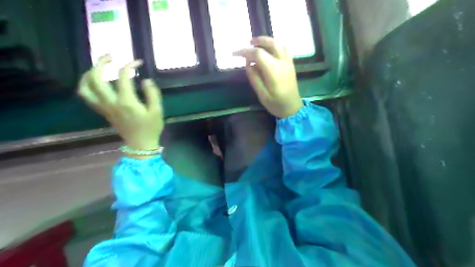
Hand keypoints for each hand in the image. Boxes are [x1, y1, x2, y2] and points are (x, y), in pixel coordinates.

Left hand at [78, 55, 164, 152]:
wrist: (140, 144)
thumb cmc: (151, 128)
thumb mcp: (157, 111)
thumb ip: (152, 94)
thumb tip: (146, 80)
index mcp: (126, 102)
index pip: (123, 77)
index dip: (129, 66)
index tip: (138, 62)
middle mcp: (111, 103)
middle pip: (96, 78)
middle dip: (100, 63)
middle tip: (110, 57)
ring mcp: (104, 107)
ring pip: (85, 87)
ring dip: (89, 73)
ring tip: (98, 67)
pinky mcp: (103, 111)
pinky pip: (87, 96)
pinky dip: (86, 85)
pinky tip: (94, 81)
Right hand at [233, 35, 303, 117]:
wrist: (293, 108)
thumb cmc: (276, 104)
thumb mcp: (262, 94)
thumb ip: (254, 78)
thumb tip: (248, 63)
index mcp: (274, 71)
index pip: (258, 54)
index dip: (245, 51)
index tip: (235, 54)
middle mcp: (282, 63)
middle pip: (271, 43)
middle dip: (258, 41)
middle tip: (248, 43)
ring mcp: (288, 62)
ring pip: (279, 43)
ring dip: (267, 41)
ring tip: (257, 44)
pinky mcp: (291, 64)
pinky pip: (284, 48)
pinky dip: (275, 45)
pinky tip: (268, 50)